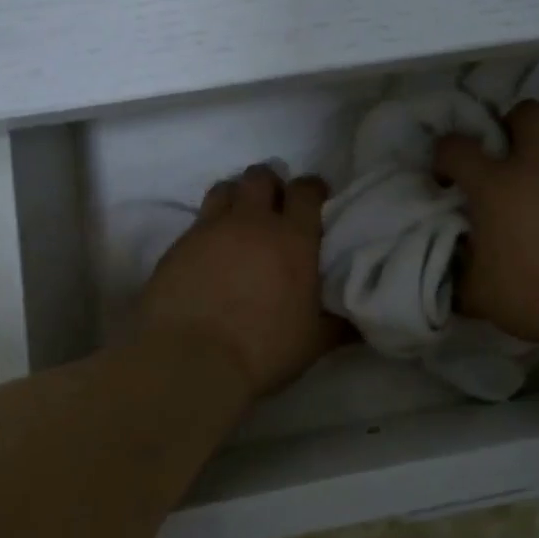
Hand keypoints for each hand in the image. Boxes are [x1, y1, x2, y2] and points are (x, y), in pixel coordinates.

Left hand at [140, 164, 342, 397]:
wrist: (191, 360)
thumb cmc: (263, 349)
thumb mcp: (314, 341)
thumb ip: (339, 324)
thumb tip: (361, 322)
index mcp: (293, 238)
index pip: (305, 190)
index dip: (312, 189)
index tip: (316, 199)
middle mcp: (252, 222)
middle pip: (260, 177)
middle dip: (270, 185)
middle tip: (274, 207)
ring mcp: (210, 230)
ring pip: (224, 189)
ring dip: (236, 197)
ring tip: (239, 221)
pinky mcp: (177, 245)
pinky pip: (197, 221)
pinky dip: (208, 229)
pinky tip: (209, 253)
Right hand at [435, 100, 538, 347]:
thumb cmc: (534, 292)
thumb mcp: (478, 295)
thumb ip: (461, 276)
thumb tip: (455, 273)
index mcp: (495, 184)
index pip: (456, 147)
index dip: (444, 157)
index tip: (447, 180)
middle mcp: (536, 167)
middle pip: (527, 113)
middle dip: (513, 124)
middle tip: (507, 156)